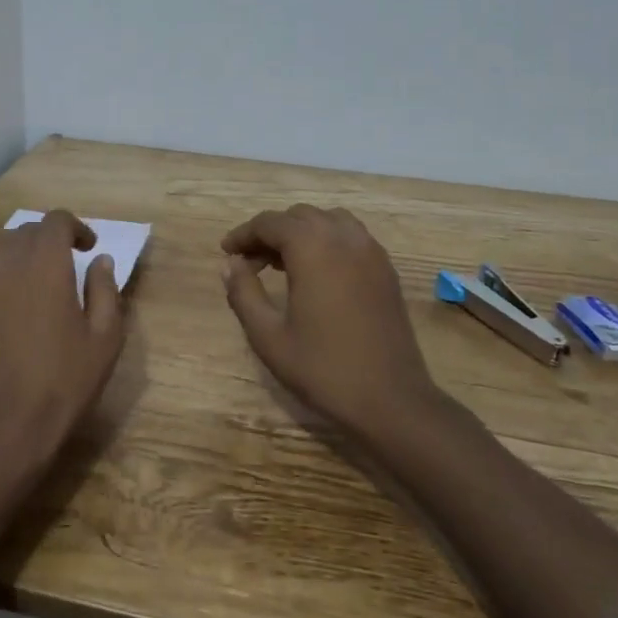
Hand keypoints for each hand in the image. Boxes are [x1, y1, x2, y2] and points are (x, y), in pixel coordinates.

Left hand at [0, 210, 125, 478]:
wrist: (4, 425)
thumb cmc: (63, 382)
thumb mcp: (104, 338)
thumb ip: (105, 291)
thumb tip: (101, 261)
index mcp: (45, 262)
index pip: (56, 221)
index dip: (74, 228)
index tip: (87, 248)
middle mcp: (5, 260)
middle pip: (23, 231)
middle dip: (45, 241)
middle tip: (61, 266)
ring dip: (9, 250)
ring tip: (21, 272)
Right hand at [221, 206, 437, 432]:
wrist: (391, 400)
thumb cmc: (323, 369)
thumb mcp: (269, 336)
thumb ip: (244, 293)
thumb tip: (230, 265)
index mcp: (313, 248)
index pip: (270, 223)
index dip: (243, 234)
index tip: (226, 253)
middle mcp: (344, 238)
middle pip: (299, 216)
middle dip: (271, 232)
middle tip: (250, 262)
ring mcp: (371, 251)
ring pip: (328, 220)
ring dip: (301, 232)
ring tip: (282, 262)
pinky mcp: (386, 269)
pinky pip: (351, 236)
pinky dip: (327, 241)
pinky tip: (317, 272)